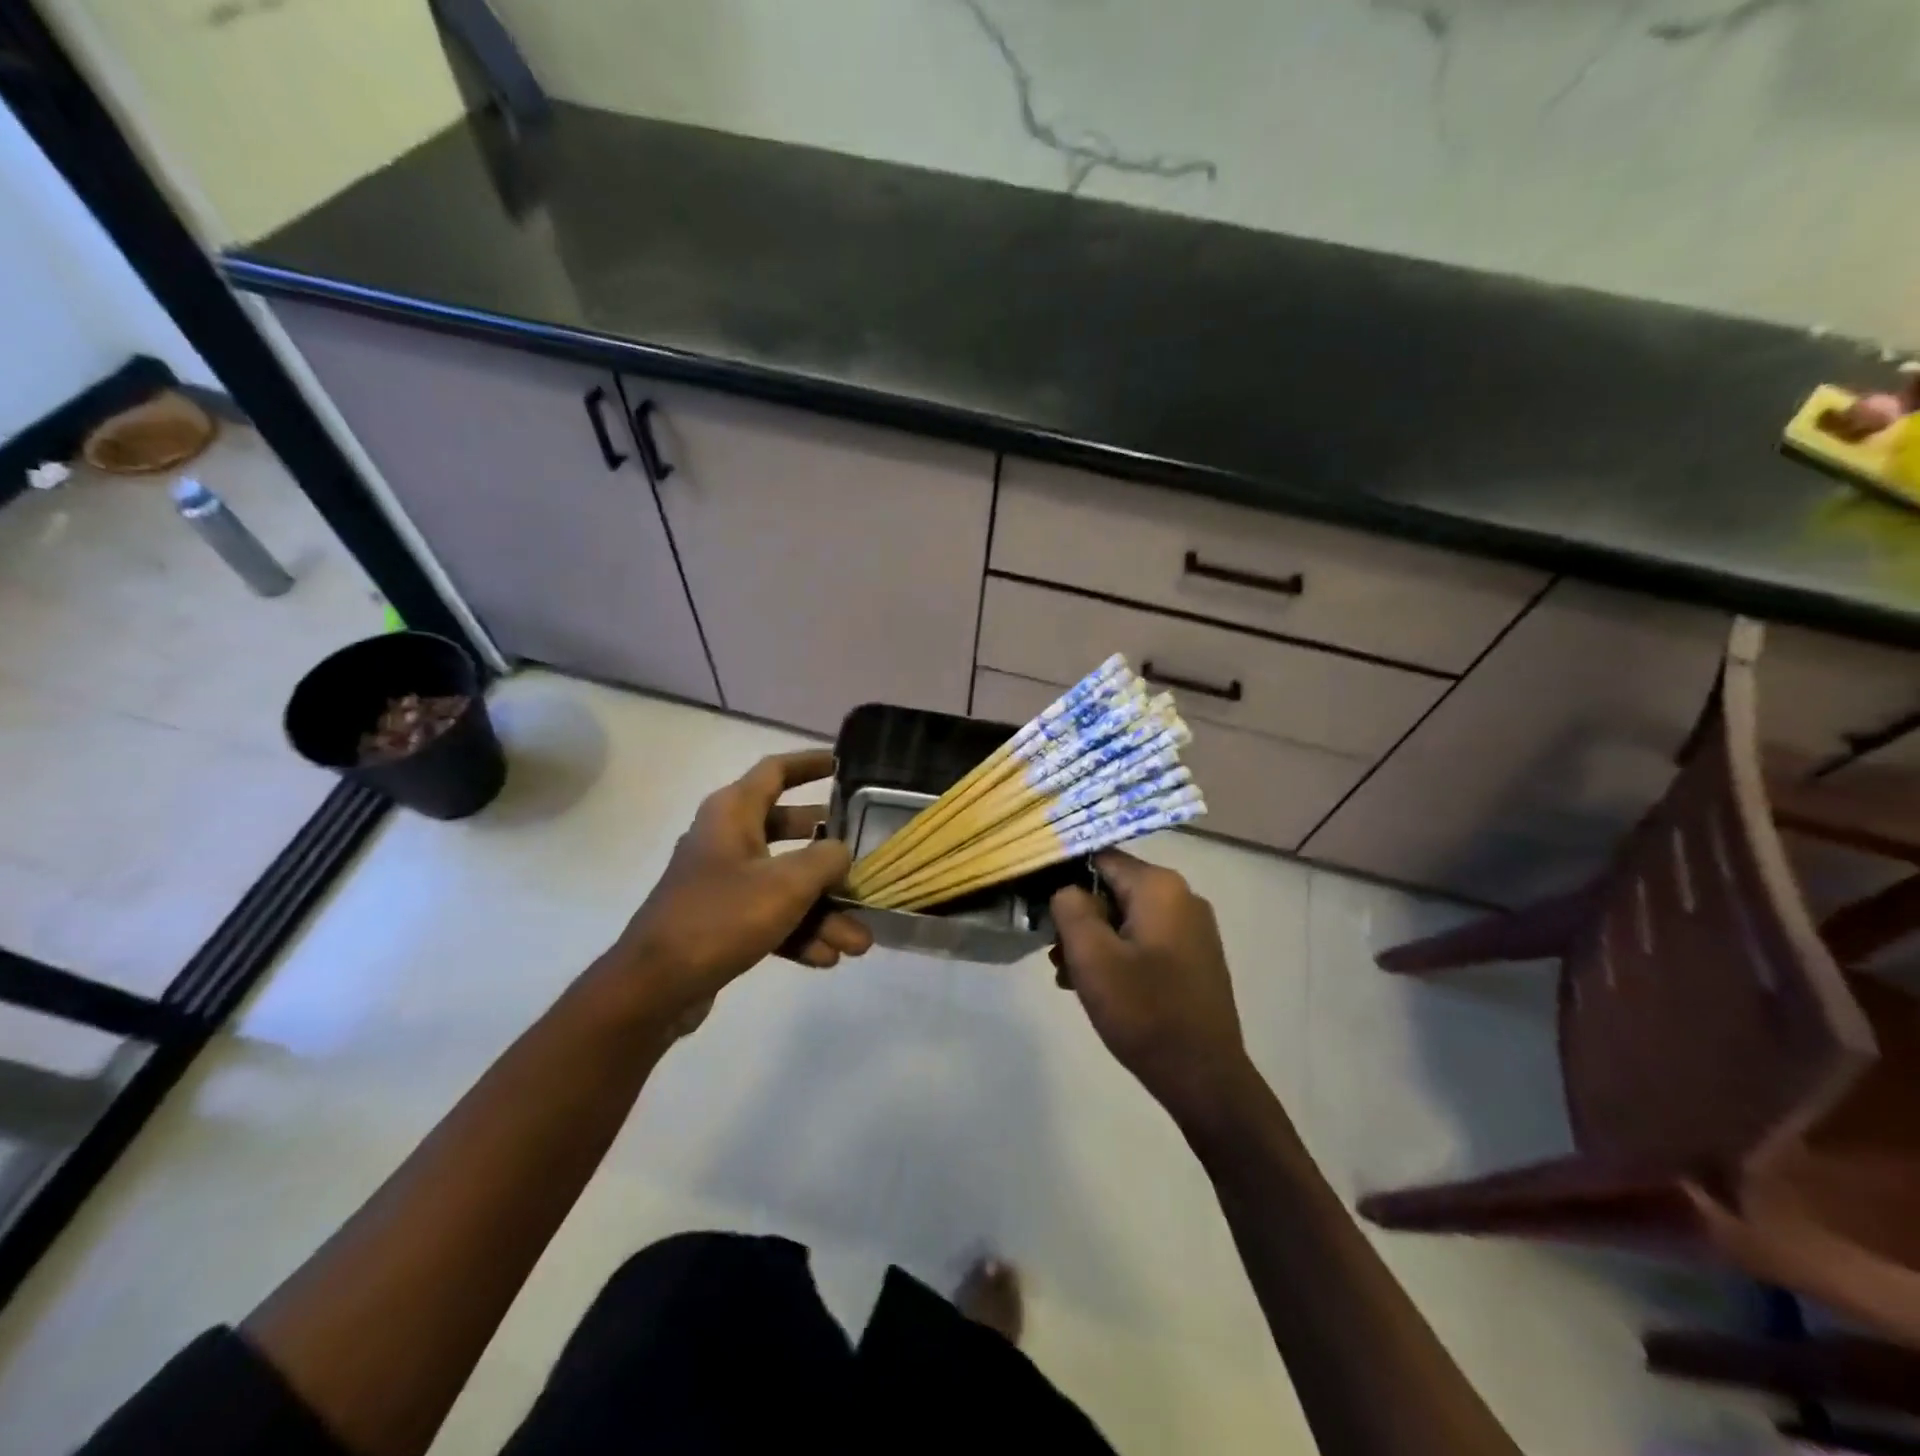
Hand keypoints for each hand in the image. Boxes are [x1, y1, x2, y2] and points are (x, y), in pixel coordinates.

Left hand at [606, 750, 872, 1033]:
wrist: (654, 987)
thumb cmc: (721, 916)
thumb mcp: (786, 883)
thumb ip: (826, 859)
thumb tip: (842, 852)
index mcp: (733, 813)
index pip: (775, 771)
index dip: (809, 763)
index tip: (842, 764)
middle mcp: (727, 839)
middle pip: (790, 830)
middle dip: (831, 853)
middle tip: (863, 859)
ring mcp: (723, 882)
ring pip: (785, 883)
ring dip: (823, 911)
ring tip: (859, 942)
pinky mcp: (722, 921)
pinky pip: (770, 916)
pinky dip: (798, 932)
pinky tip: (827, 958)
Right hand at [1051, 851, 1256, 1129]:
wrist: (1205, 1078)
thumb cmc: (1145, 1012)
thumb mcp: (1092, 957)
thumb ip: (1070, 908)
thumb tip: (1066, 889)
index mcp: (1160, 887)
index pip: (1099, 858)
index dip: (1063, 876)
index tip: (1038, 904)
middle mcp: (1182, 896)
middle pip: (1112, 889)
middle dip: (1078, 918)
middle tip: (1054, 955)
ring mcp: (1192, 928)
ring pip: (1125, 917)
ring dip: (1094, 941)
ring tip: (1069, 978)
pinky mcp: (1193, 957)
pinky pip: (1144, 940)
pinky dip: (1117, 955)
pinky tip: (1098, 988)